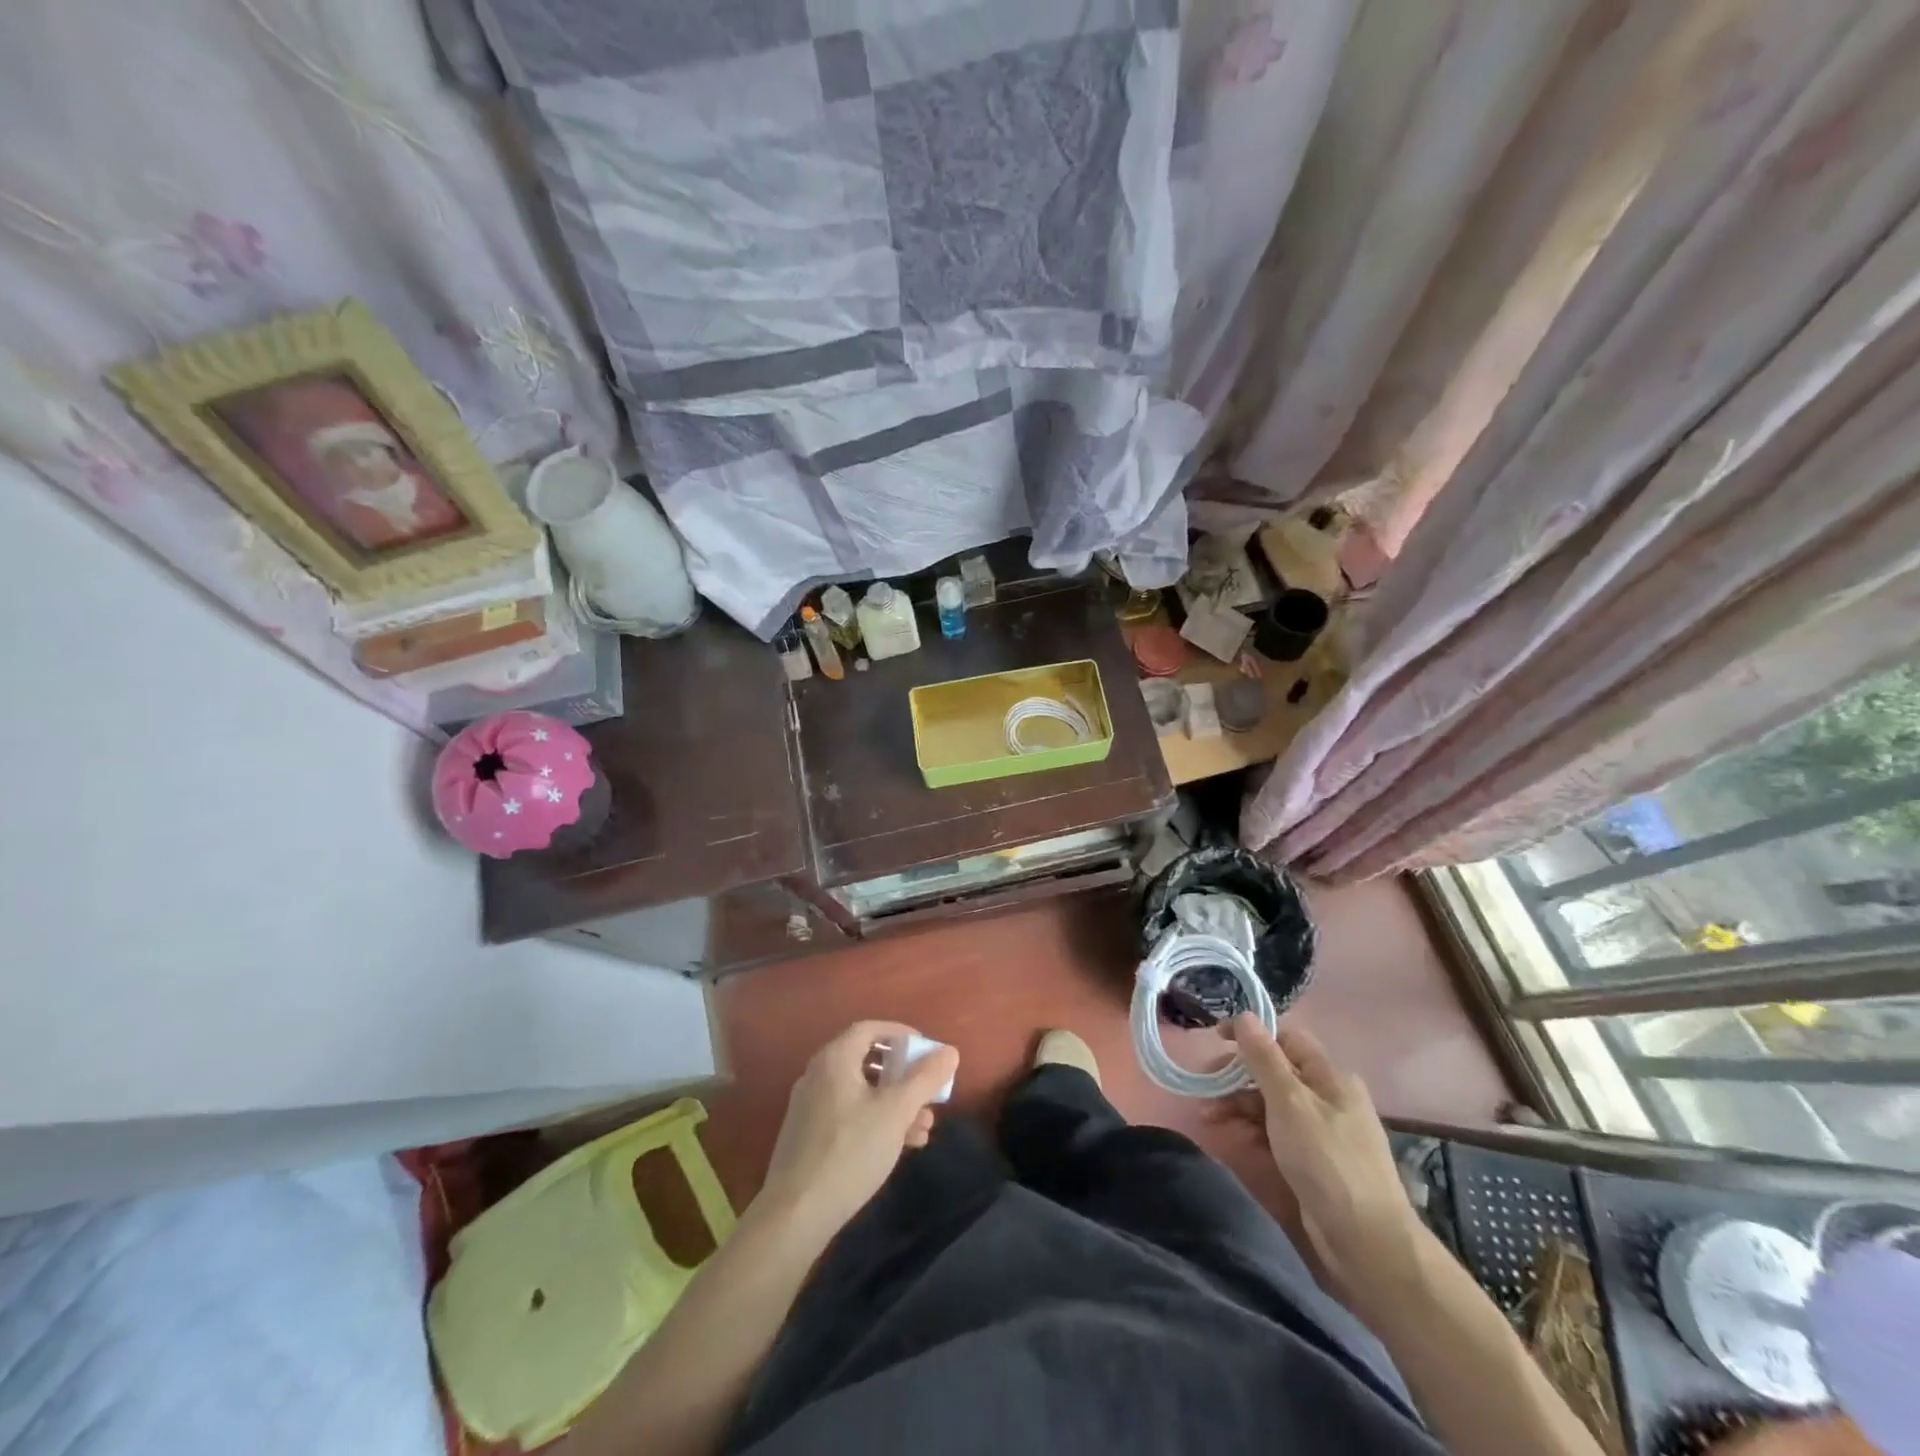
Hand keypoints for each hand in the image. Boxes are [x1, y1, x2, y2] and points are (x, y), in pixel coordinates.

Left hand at [755, 1021, 959, 1243]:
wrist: (795, 1214)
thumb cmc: (850, 1151)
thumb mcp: (896, 1112)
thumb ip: (925, 1079)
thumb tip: (949, 1051)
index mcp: (835, 1059)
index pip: (869, 1029)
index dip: (900, 1034)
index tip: (925, 1049)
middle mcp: (818, 1075)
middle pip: (867, 1061)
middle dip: (903, 1076)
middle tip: (928, 1092)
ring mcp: (810, 1107)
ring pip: (861, 1093)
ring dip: (894, 1104)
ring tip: (924, 1128)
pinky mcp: (809, 1137)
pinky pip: (849, 1115)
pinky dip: (875, 1120)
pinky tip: (900, 1146)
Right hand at [1229, 1014, 1422, 1314]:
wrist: (1367, 1243)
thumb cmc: (1327, 1161)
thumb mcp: (1290, 1102)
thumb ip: (1264, 1058)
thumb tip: (1245, 1015)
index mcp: (1330, 1076)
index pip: (1285, 1039)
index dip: (1250, 1035)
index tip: (1215, 1041)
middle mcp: (1328, 1097)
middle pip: (1274, 1071)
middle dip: (1237, 1076)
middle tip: (1204, 1087)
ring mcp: (1322, 1131)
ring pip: (1272, 1103)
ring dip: (1239, 1105)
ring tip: (1208, 1119)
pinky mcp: (1314, 1161)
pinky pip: (1277, 1133)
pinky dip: (1253, 1130)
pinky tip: (1233, 1138)